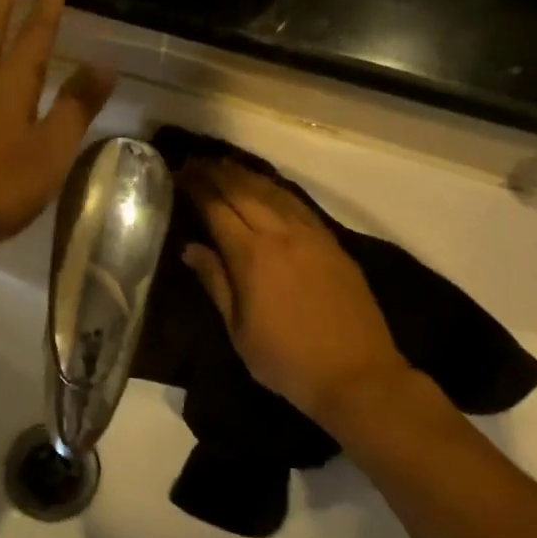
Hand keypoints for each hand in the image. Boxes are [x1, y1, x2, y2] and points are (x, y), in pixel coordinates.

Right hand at [178, 159, 407, 431]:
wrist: (356, 375)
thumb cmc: (287, 360)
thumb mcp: (239, 331)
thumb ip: (215, 283)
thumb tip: (190, 248)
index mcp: (252, 256)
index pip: (217, 209)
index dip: (197, 188)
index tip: (180, 173)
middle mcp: (280, 235)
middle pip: (244, 192)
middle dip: (217, 173)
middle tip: (196, 162)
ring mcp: (310, 235)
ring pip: (273, 192)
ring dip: (246, 175)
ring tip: (224, 165)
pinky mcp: (332, 242)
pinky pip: (298, 204)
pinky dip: (276, 189)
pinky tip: (266, 187)